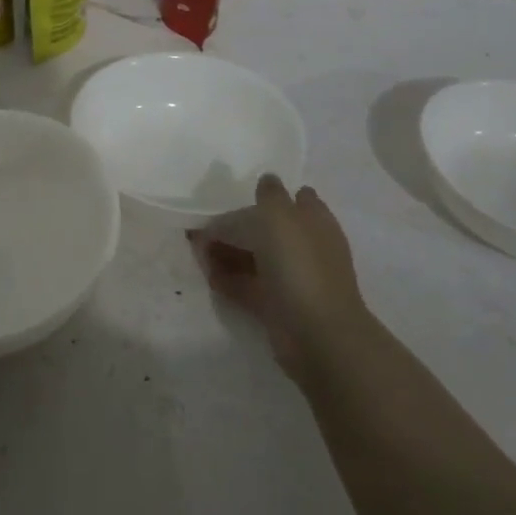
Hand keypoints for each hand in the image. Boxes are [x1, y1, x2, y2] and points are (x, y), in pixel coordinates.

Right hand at [189, 176, 368, 388]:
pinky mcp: (278, 307)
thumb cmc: (299, 265)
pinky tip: (208, 276)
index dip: (267, 196)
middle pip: (268, 230)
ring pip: (256, 259)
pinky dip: (229, 280)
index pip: (293, 198)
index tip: (238, 196)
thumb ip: (269, 196)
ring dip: (228, 254)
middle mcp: (305, 247)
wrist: (317, 334)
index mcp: (313, 221)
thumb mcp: (280, 216)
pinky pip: (248, 287)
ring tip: (198, 251)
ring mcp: (293, 279)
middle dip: (237, 227)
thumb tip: (267, 180)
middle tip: (204, 227)